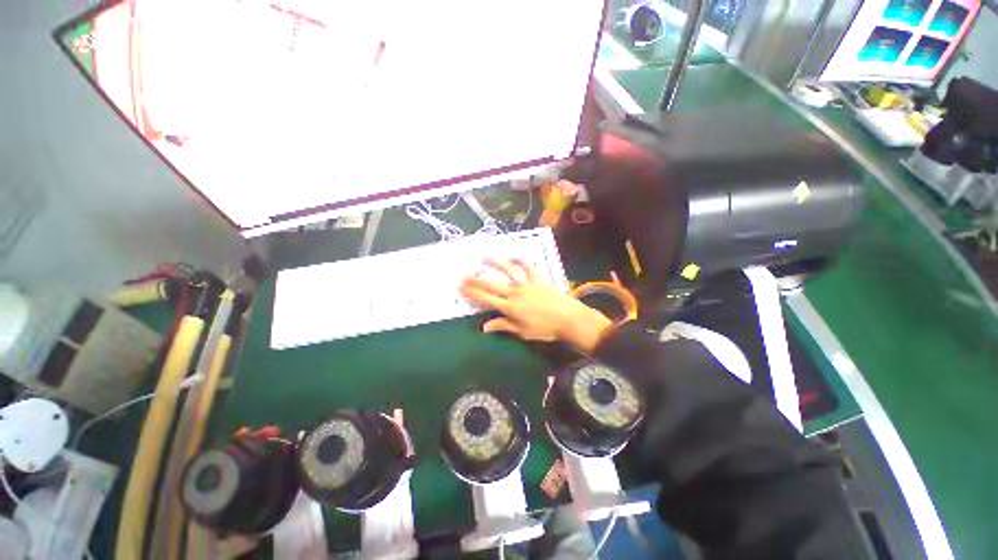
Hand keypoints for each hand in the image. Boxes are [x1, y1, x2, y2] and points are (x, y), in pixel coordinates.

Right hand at [459, 259, 612, 353]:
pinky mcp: (538, 279)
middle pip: (491, 284)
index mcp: (510, 308)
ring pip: (508, 271)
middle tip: (464, 276)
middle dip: (476, 280)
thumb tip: (484, 327)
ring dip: (495, 263)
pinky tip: (513, 256)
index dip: (472, 293)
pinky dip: (521, 260)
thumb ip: (503, 326)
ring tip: (484, 259)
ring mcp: (527, 284)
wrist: (568, 319)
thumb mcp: (522, 332)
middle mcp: (515, 293)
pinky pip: (528, 267)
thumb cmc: (545, 329)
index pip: (486, 299)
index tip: (461, 288)